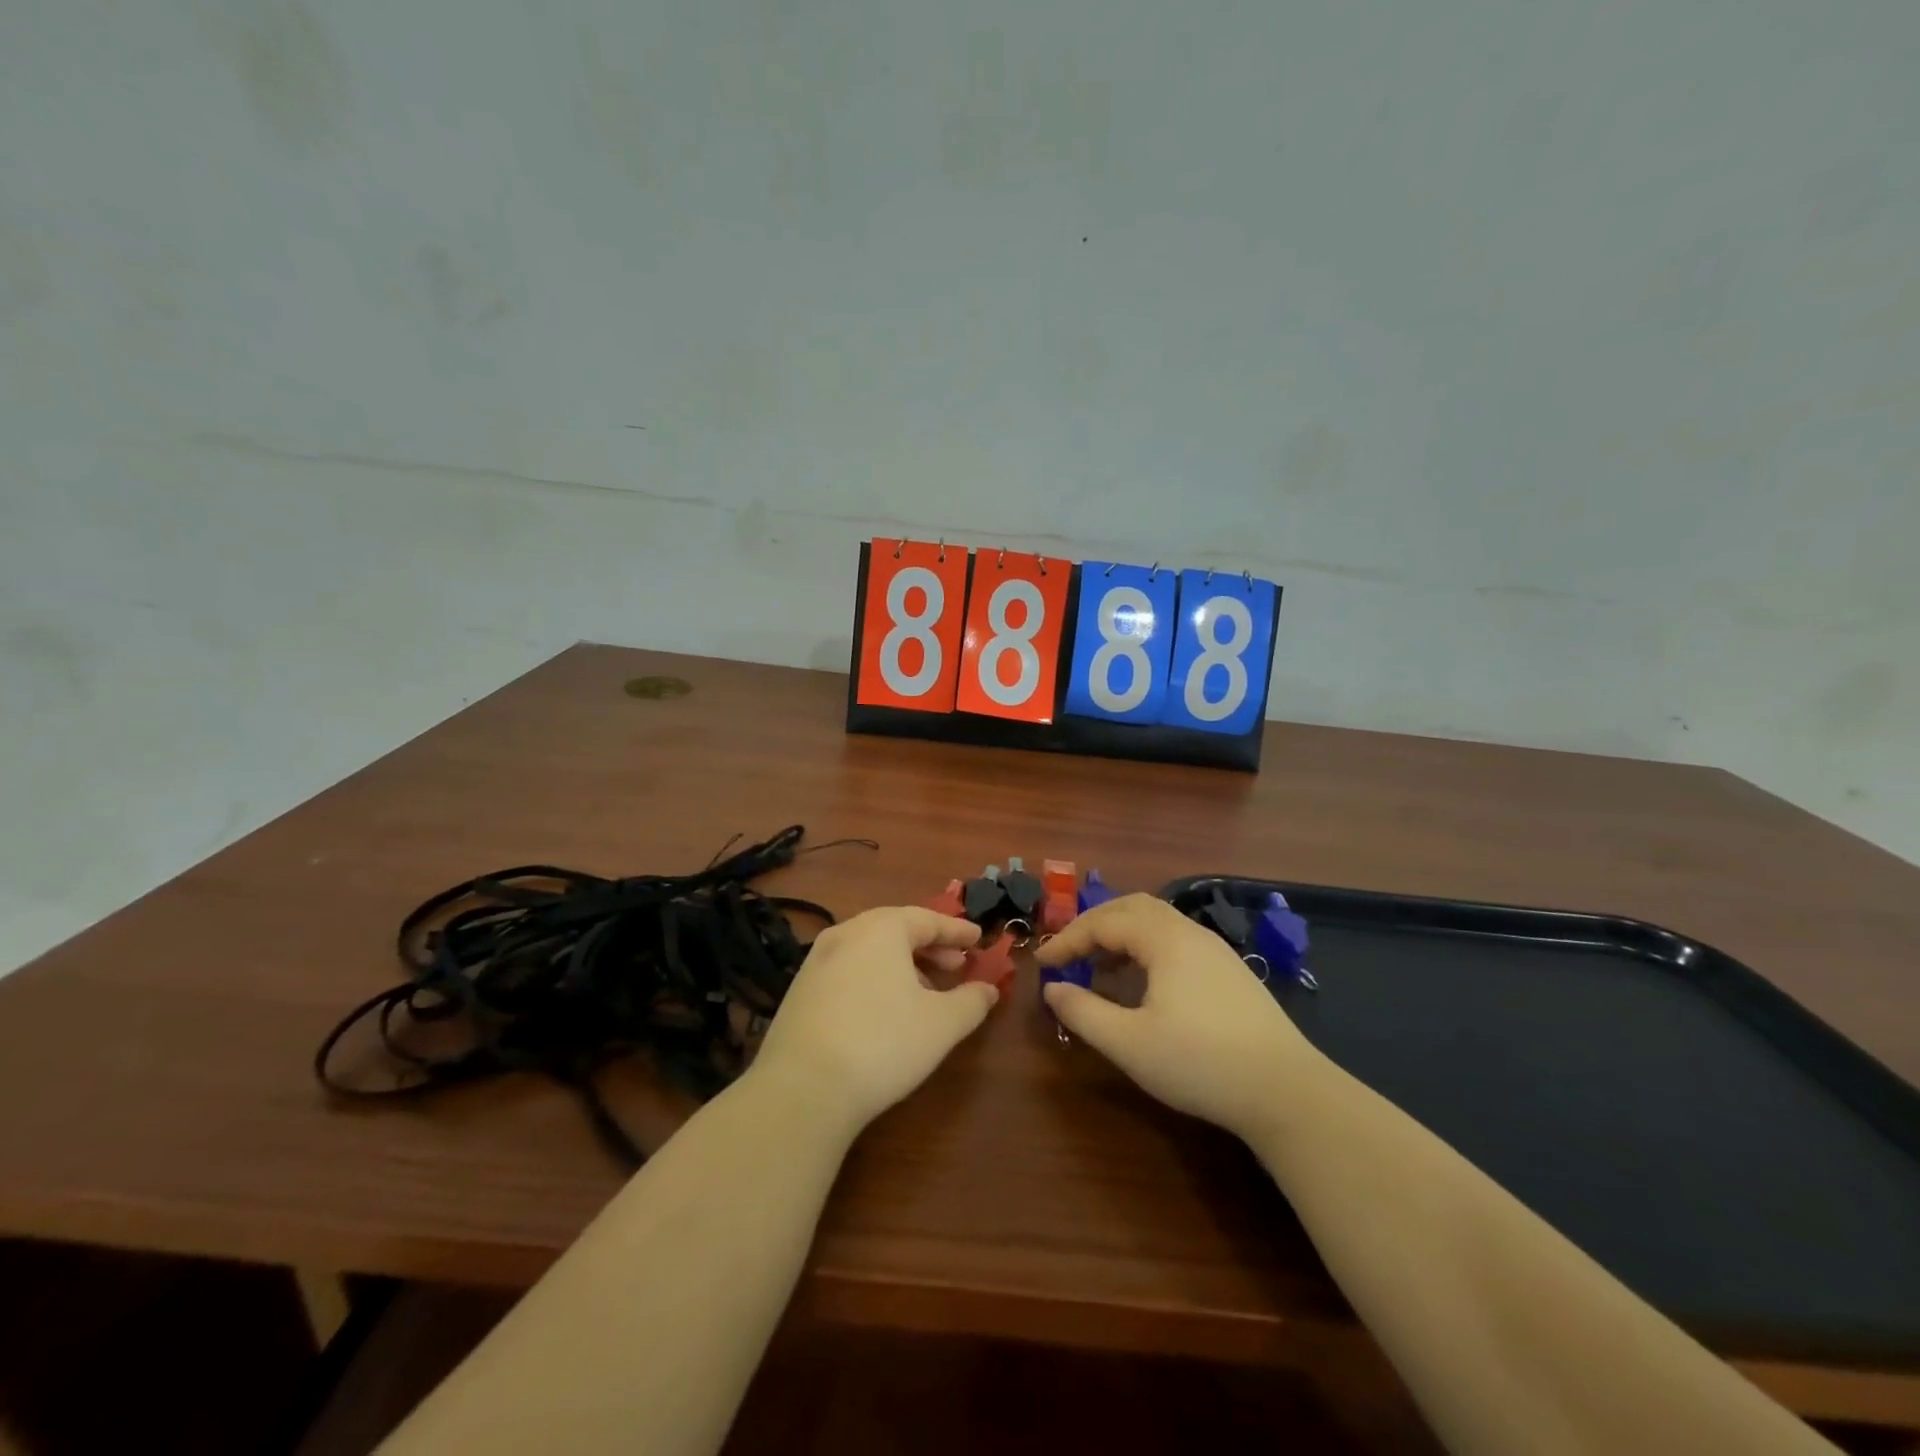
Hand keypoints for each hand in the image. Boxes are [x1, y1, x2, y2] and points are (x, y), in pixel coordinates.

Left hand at [750, 907, 996, 1132]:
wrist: (803, 1088)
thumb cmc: (883, 1043)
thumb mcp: (942, 1024)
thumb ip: (971, 1001)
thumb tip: (988, 989)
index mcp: (882, 929)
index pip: (927, 919)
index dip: (956, 931)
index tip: (978, 938)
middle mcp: (846, 933)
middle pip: (896, 929)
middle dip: (929, 946)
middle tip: (955, 964)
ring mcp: (817, 961)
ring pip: (870, 950)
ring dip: (902, 964)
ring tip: (924, 991)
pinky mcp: (799, 991)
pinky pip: (848, 971)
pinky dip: (874, 978)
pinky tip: (884, 1010)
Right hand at [1035, 894, 1323, 1141]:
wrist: (1286, 1091)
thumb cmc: (1200, 1063)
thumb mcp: (1129, 1043)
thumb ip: (1083, 1012)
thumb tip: (1052, 988)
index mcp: (1165, 939)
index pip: (1105, 921)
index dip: (1068, 938)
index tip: (1042, 962)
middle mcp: (1191, 933)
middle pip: (1133, 908)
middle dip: (1095, 925)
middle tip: (1070, 952)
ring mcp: (1216, 951)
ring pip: (1158, 924)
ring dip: (1122, 937)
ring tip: (1100, 970)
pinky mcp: (1231, 973)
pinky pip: (1177, 943)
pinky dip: (1147, 951)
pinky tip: (1143, 987)